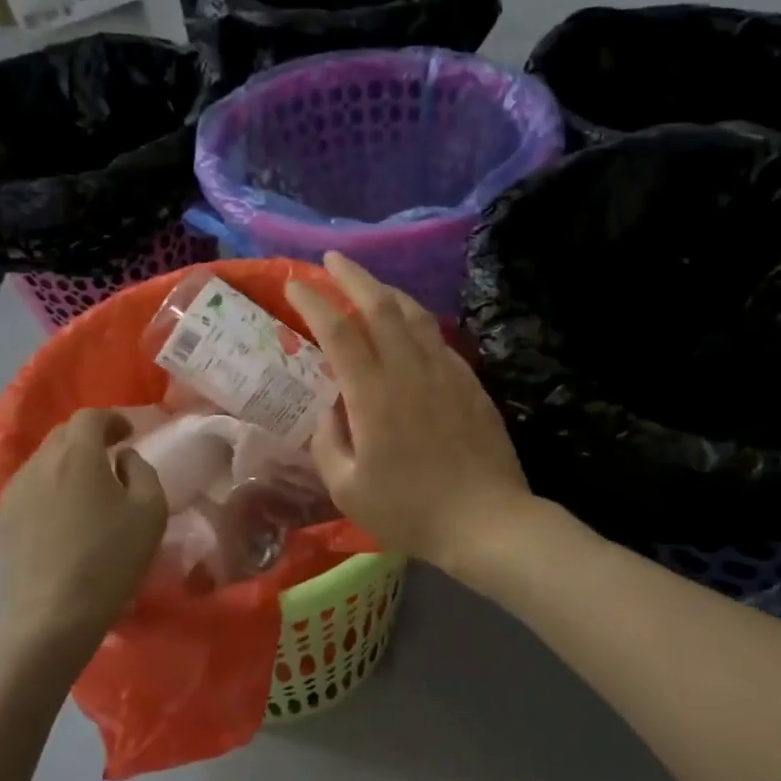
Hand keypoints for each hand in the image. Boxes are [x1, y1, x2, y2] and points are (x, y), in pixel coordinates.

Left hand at [0, 408, 167, 656]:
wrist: (49, 617)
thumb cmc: (109, 560)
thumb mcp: (150, 512)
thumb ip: (142, 471)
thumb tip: (124, 458)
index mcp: (77, 454)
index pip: (90, 416)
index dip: (112, 419)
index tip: (128, 435)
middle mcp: (39, 462)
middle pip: (63, 435)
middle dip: (89, 439)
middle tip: (111, 458)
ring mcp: (14, 491)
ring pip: (44, 461)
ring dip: (68, 464)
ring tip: (88, 490)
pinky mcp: (1, 519)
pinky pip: (30, 488)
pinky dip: (50, 488)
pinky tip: (64, 517)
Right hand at [286, 253, 534, 571]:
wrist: (487, 521)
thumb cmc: (409, 510)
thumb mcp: (346, 487)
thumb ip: (326, 440)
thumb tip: (327, 406)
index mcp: (372, 394)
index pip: (337, 330)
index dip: (312, 300)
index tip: (293, 283)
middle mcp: (408, 369)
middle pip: (379, 304)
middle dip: (351, 275)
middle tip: (331, 260)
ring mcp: (444, 371)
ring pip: (413, 313)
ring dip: (386, 289)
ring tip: (367, 284)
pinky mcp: (468, 380)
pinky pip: (436, 335)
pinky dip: (414, 319)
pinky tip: (408, 325)